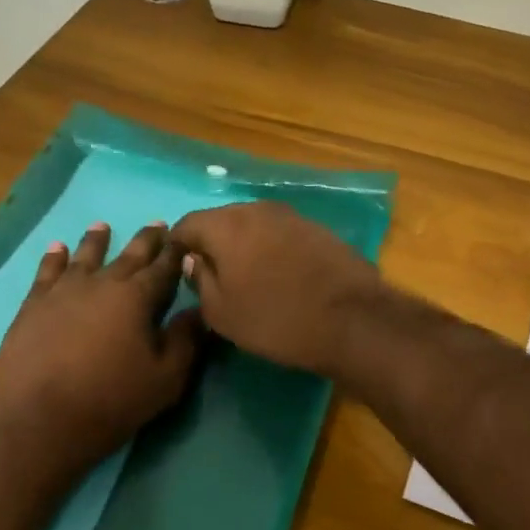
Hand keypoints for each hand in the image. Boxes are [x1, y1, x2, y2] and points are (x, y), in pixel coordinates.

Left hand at [0, 222, 202, 468]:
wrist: (40, 421)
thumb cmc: (112, 401)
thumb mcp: (166, 379)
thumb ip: (185, 340)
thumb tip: (199, 310)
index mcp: (137, 297)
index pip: (163, 268)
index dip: (176, 252)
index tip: (184, 237)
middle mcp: (101, 283)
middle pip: (128, 255)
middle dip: (146, 240)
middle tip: (156, 225)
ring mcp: (63, 292)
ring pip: (85, 256)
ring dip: (97, 241)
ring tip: (102, 226)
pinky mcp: (33, 306)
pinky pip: (47, 272)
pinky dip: (54, 258)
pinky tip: (57, 248)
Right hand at [170, 202, 383, 374]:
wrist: (353, 320)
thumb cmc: (276, 319)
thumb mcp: (222, 313)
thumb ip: (200, 281)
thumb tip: (194, 261)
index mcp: (226, 225)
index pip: (186, 225)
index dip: (177, 248)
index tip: (179, 272)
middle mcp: (256, 209)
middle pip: (221, 221)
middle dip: (212, 245)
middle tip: (213, 279)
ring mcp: (291, 216)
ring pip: (252, 227)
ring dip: (244, 247)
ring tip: (247, 280)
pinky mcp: (317, 229)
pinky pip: (280, 235)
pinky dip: (271, 250)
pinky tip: (279, 277)